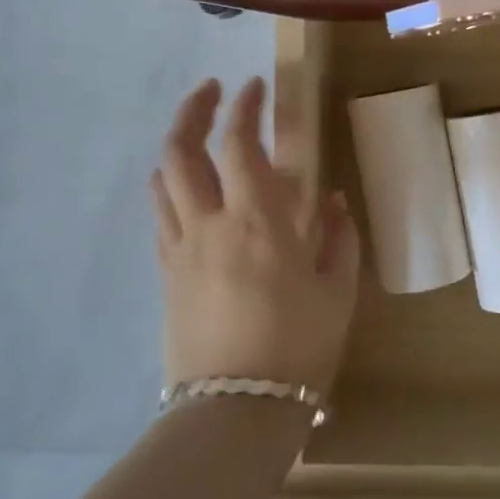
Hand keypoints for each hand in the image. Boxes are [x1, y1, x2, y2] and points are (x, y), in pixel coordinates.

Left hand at [149, 77, 359, 395]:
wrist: (235, 413)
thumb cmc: (298, 347)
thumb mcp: (337, 290)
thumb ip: (337, 236)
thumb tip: (330, 200)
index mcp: (259, 221)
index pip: (240, 144)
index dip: (245, 107)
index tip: (255, 85)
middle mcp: (211, 224)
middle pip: (182, 151)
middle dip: (194, 110)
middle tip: (213, 91)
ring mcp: (181, 249)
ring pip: (163, 181)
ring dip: (177, 146)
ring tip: (198, 136)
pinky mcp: (167, 275)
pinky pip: (162, 217)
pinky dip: (173, 189)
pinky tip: (191, 193)